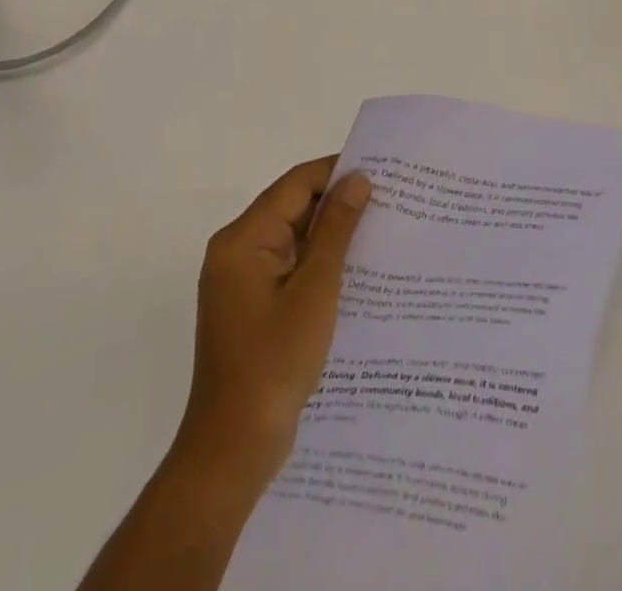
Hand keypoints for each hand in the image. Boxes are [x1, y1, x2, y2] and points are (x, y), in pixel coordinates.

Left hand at [174, 157, 371, 486]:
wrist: (233, 450)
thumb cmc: (273, 364)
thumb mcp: (314, 291)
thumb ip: (336, 231)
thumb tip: (357, 179)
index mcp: (243, 239)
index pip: (295, 184)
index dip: (336, 172)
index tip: (380, 170)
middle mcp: (237, 251)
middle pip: (292, 208)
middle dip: (338, 203)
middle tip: (389, 200)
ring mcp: (242, 281)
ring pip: (294, 239)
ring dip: (331, 235)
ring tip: (381, 230)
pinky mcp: (253, 307)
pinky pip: (290, 268)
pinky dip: (319, 264)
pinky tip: (356, 271)